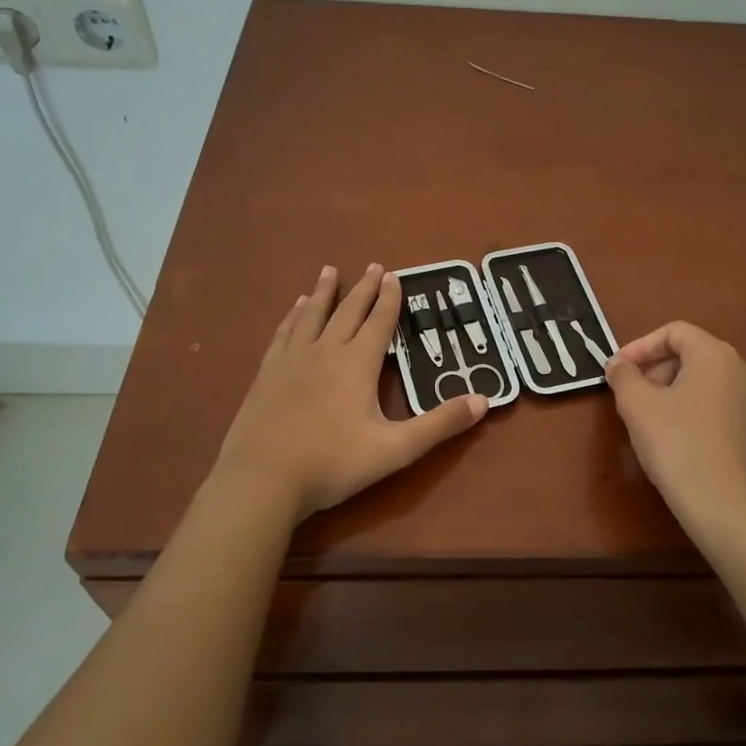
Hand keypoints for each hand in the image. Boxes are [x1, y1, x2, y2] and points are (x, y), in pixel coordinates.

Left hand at [211, 264, 486, 520]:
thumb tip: (484, 400)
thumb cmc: (333, 464)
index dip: (390, 299)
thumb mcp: (396, 449)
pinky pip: (283, 334)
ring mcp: (291, 361)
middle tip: (372, 265)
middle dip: (363, 289)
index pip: (379, 323)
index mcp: (357, 364)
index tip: (394, 275)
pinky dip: (292, 317)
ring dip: (323, 293)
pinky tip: (293, 311)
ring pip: (311, 316)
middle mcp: (325, 352)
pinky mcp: (266, 375)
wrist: (262, 480)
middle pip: (347, 312)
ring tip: (328, 272)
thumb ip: (440, 424)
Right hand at [605, 321, 745, 536]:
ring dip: (667, 389)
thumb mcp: (637, 405)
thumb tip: (618, 364)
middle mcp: (740, 369)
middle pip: (689, 353)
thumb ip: (623, 375)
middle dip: (653, 368)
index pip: (674, 332)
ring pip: (700, 379)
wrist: (724, 506)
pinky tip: (668, 435)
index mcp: (716, 355)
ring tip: (643, 417)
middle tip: (627, 395)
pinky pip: (712, 402)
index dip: (640, 346)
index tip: (616, 370)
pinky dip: (686, 406)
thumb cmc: (677, 444)